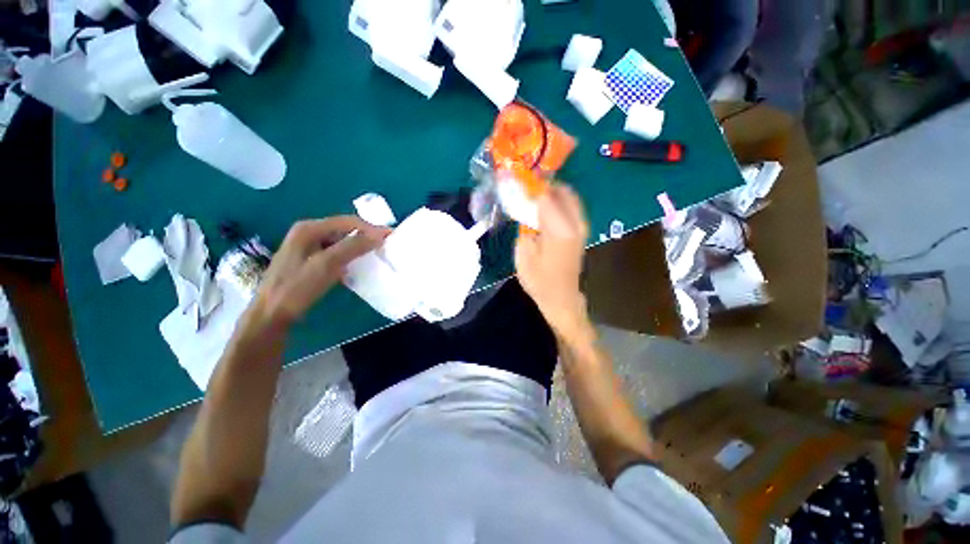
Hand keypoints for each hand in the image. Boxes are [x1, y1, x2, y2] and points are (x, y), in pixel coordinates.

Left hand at [253, 217, 389, 328]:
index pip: (348, 221)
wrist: (270, 314)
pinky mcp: (309, 260)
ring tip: (376, 255)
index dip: (371, 228)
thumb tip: (380, 235)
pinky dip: (349, 256)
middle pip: (344, 229)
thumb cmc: (297, 288)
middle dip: (366, 236)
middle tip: (385, 246)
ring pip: (341, 241)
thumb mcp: (327, 265)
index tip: (391, 237)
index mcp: (309, 228)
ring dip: (359, 247)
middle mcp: (308, 233)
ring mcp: (307, 246)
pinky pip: (335, 252)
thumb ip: (353, 247)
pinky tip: (357, 265)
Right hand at [514, 184, 589, 334]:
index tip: (516, 180)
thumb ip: (525, 225)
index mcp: (559, 228)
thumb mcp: (524, 252)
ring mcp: (581, 226)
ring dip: (552, 192)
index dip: (530, 185)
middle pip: (562, 191)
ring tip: (533, 196)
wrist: (561, 298)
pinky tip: (544, 209)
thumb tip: (526, 206)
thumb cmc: (538, 280)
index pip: (545, 195)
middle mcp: (575, 223)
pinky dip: (558, 202)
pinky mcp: (581, 231)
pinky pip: (571, 207)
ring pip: (569, 197)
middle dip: (544, 185)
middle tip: (526, 187)